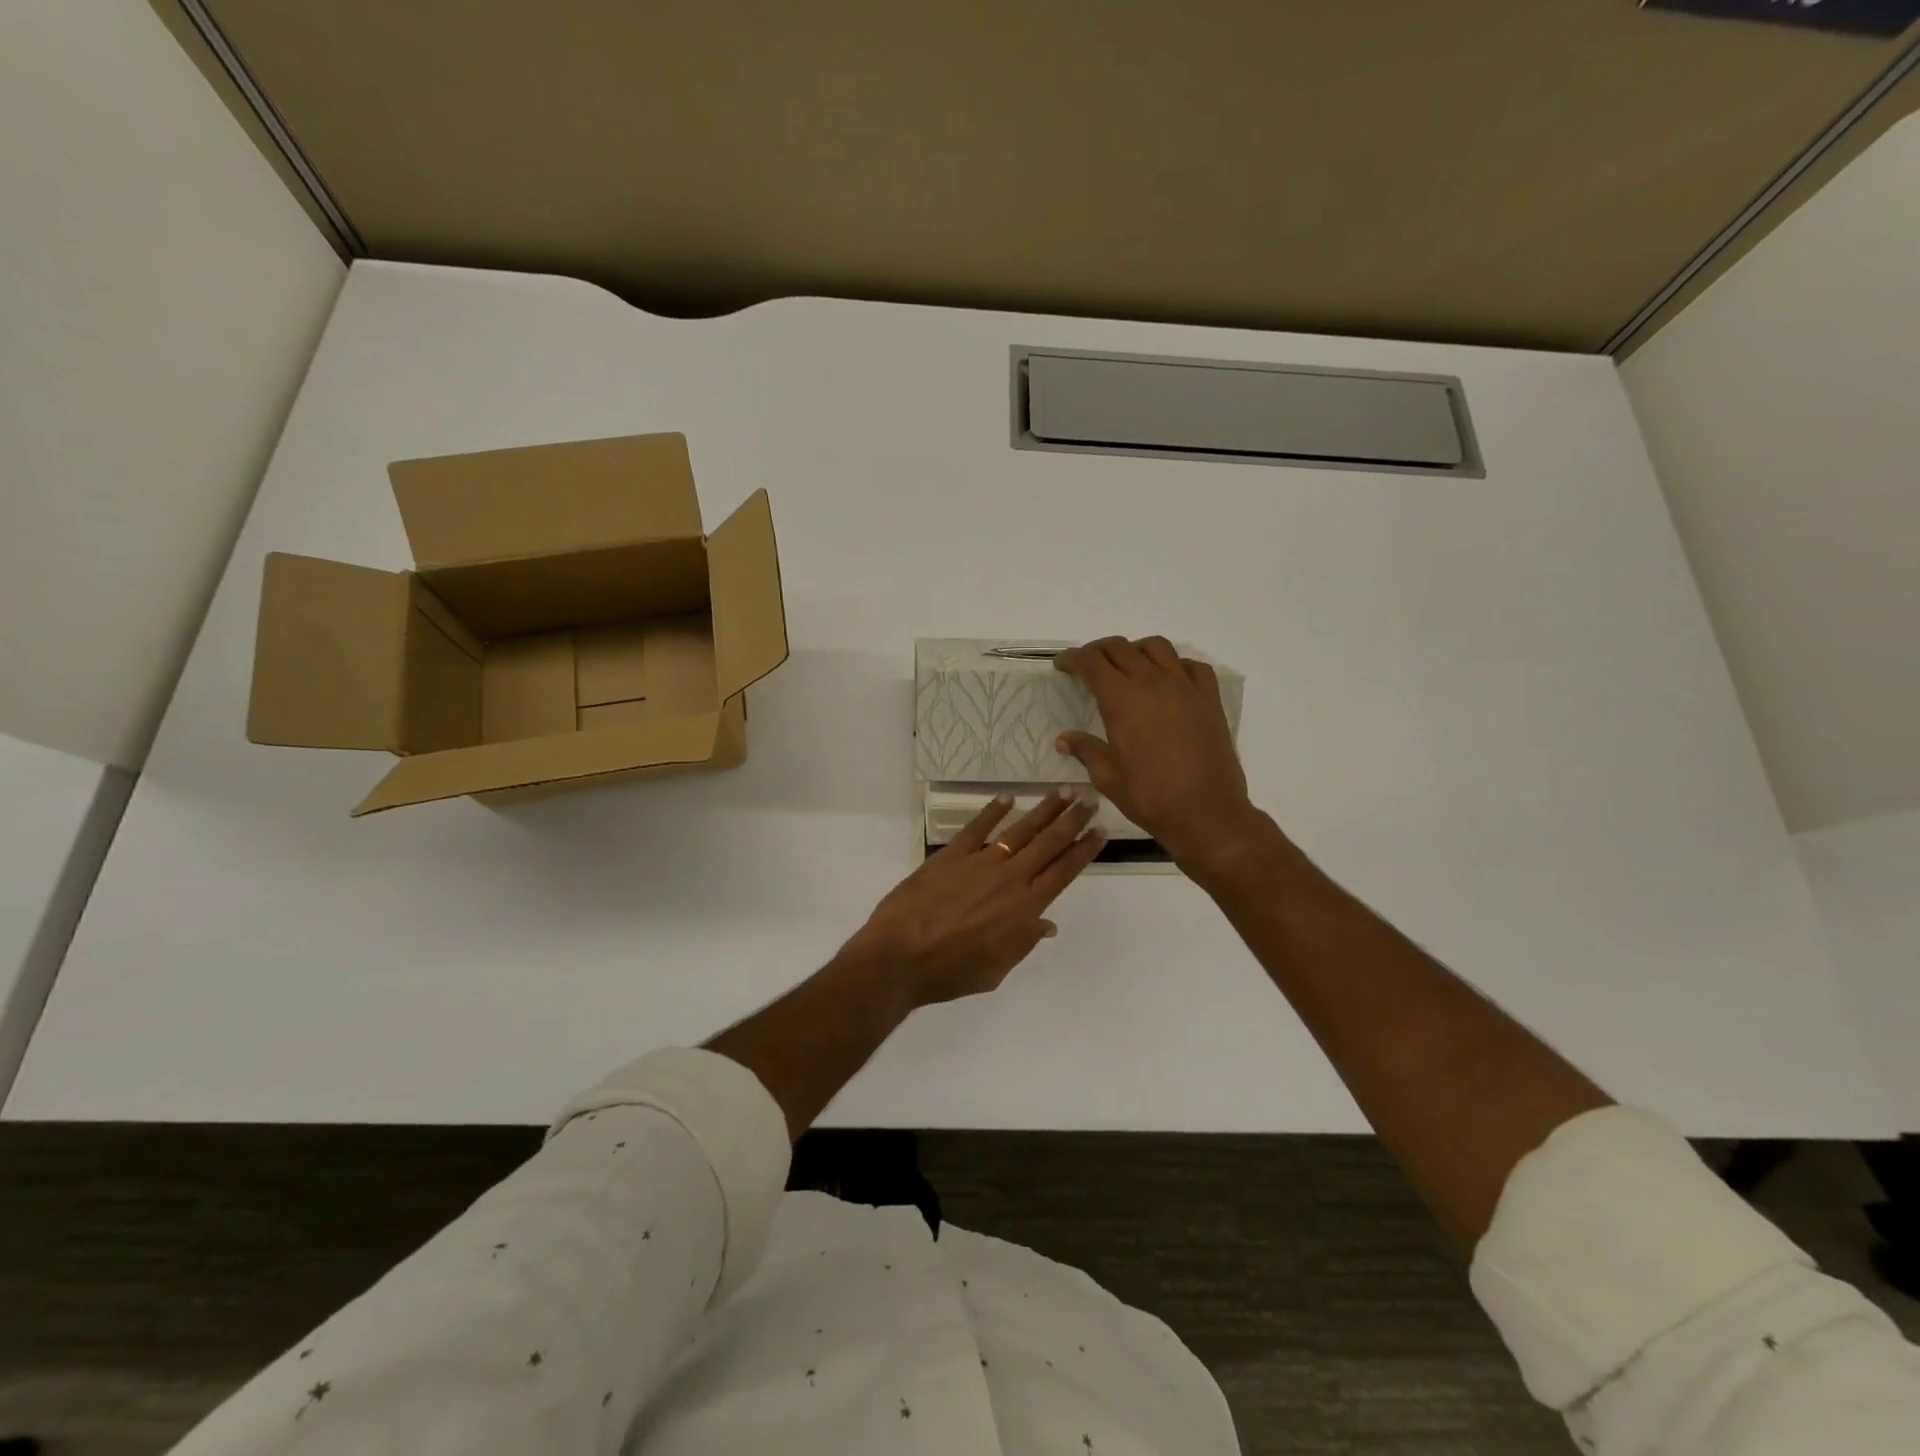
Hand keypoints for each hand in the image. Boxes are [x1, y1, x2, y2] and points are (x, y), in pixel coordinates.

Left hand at [839, 789, 1104, 1011]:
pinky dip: (992, 811)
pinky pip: (977, 828)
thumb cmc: (951, 972)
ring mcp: (980, 863)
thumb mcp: (996, 969)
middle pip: (1049, 843)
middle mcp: (1010, 878)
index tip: (1099, 831)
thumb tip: (1047, 924)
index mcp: (1025, 908)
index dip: (1084, 850)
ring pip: (1020, 829)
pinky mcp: (951, 855)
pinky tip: (1006, 798)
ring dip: (1044, 809)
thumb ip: (1023, 942)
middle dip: (1072, 819)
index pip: (1064, 871)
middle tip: (1090, 798)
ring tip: (1062, 791)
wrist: (900, 957)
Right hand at [1054, 635, 1266, 874]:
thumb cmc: (1149, 795)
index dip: (1072, 658)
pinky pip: (1191, 666)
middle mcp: (1152, 681)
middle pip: (1120, 648)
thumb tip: (1064, 740)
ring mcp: (1184, 686)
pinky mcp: (1209, 698)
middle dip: (1098, 651)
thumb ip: (1085, 750)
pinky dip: (1175, 665)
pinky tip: (1169, 682)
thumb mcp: (1107, 776)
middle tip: (1088, 666)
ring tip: (1129, 667)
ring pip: (1157, 646)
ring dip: (1136, 650)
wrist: (1205, 812)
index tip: (1062, 665)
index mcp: (1120, 698)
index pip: (1091, 661)